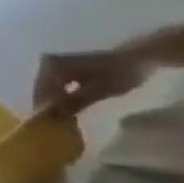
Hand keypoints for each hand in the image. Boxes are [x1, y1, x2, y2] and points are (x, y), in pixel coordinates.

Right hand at [32, 44, 152, 113]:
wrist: (140, 56)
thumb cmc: (121, 72)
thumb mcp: (100, 90)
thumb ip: (74, 102)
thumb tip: (53, 116)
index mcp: (52, 67)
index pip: (43, 92)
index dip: (44, 109)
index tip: (48, 126)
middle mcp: (47, 63)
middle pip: (42, 89)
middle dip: (47, 106)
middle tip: (54, 124)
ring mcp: (54, 64)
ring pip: (48, 87)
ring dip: (53, 102)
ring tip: (60, 118)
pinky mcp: (63, 67)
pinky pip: (56, 84)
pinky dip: (60, 95)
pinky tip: (66, 106)